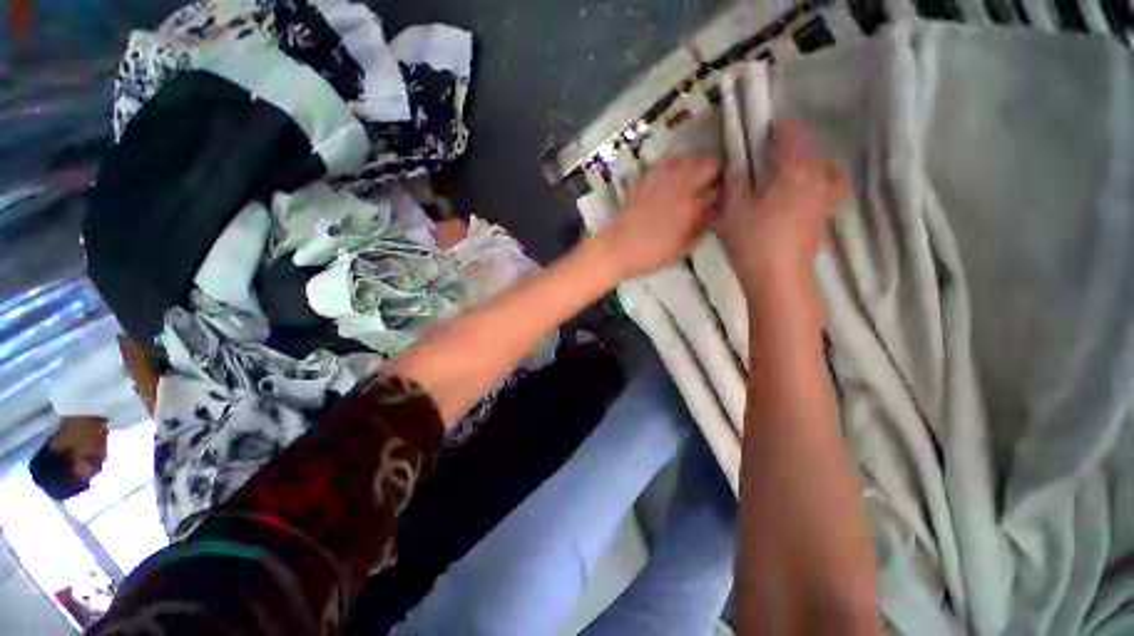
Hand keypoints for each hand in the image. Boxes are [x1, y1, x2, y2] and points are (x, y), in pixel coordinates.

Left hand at [596, 156, 720, 278]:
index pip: (718, 187)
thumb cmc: (649, 255)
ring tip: (692, 177)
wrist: (615, 249)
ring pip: (686, 159)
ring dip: (694, 164)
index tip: (722, 194)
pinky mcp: (643, 181)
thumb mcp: (680, 250)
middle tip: (711, 183)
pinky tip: (671, 175)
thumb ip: (699, 230)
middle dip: (713, 171)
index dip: (723, 189)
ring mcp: (659, 181)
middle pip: (706, 164)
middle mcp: (678, 188)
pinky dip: (672, 165)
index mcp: (690, 207)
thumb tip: (710, 214)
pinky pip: (662, 164)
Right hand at [716, 121, 848, 283]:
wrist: (778, 279)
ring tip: (790, 178)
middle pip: (811, 151)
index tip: (762, 133)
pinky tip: (797, 202)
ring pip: (825, 171)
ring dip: (808, 168)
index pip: (792, 134)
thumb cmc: (753, 241)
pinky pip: (826, 192)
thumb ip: (734, 183)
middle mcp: (818, 179)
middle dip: (792, 150)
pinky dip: (815, 188)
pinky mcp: (825, 219)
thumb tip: (739, 168)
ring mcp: (826, 200)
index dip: (777, 129)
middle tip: (770, 161)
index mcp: (795, 170)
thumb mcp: (731, 210)